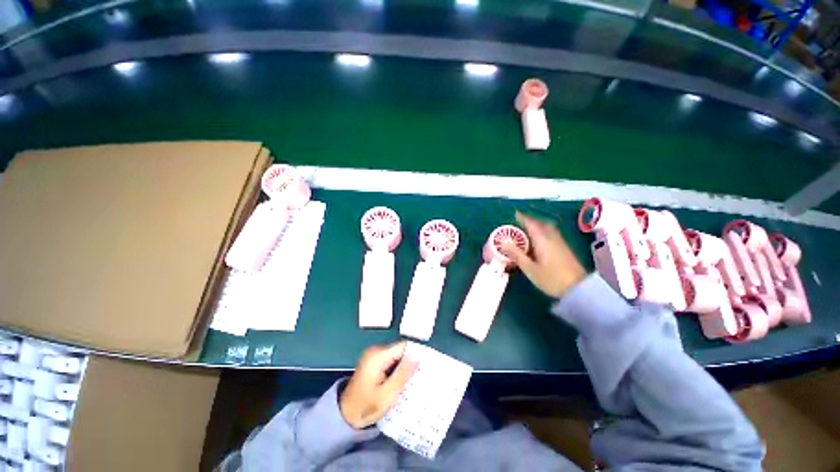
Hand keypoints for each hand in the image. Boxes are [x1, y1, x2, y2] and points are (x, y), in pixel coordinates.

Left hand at [339, 341, 416, 428]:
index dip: (415, 354)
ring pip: (396, 354)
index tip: (426, 365)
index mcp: (378, 356)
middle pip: (400, 349)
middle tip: (421, 375)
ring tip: (413, 378)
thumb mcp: (387, 395)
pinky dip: (397, 367)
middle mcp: (375, 350)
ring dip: (404, 365)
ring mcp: (373, 354)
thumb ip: (403, 374)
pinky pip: (390, 358)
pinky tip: (401, 379)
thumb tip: (418, 357)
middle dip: (410, 361)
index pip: (403, 346)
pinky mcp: (373, 360)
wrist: (345, 415)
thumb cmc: (366, 406)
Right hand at [501, 212, 586, 297]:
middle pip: (541, 223)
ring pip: (548, 228)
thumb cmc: (551, 279)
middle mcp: (552, 238)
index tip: (514, 213)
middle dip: (531, 220)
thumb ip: (516, 254)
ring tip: (529, 229)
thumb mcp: (529, 268)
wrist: (579, 289)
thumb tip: (503, 241)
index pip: (531, 224)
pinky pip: (551, 234)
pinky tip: (540, 240)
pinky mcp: (564, 249)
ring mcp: (560, 242)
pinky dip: (543, 231)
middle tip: (520, 221)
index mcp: (542, 240)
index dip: (522, 218)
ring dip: (538, 225)